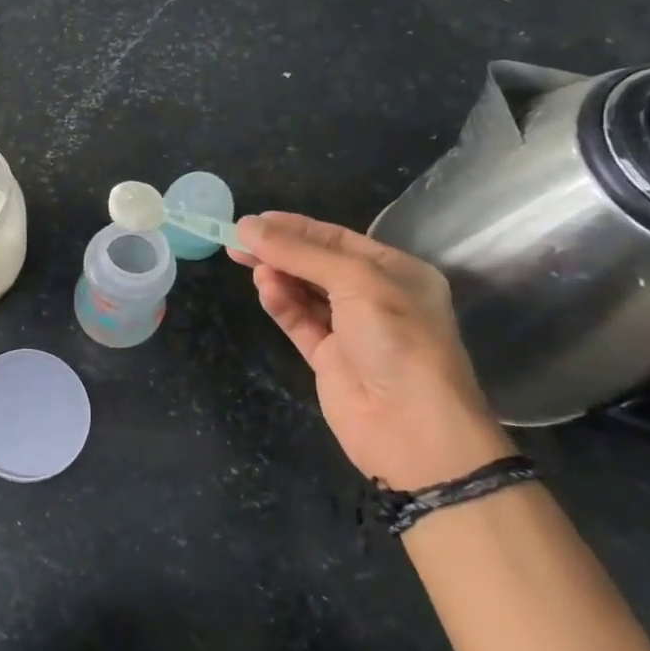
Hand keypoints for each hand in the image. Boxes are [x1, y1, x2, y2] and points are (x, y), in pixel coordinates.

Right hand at [232, 212, 512, 489]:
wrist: (413, 429)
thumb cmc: (397, 339)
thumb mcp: (356, 281)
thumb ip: (300, 253)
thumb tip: (247, 226)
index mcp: (396, 271)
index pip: (337, 238)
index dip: (295, 227)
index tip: (254, 221)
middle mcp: (375, 297)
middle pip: (316, 263)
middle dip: (279, 250)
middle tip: (235, 240)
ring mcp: (350, 329)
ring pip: (304, 292)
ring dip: (278, 275)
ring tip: (247, 263)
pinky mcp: (328, 358)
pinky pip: (299, 321)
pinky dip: (280, 303)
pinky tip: (264, 289)